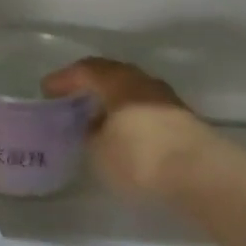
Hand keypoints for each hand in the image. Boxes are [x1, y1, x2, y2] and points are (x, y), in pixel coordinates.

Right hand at [43, 56, 207, 198]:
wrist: (199, 174)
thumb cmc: (139, 156)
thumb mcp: (99, 150)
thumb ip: (90, 134)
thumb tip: (92, 128)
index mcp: (119, 81)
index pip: (86, 70)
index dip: (64, 79)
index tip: (47, 90)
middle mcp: (144, 83)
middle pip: (112, 76)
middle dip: (91, 87)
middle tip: (72, 99)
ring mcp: (167, 101)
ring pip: (132, 94)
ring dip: (113, 103)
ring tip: (97, 119)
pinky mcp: (183, 122)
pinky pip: (146, 111)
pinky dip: (130, 118)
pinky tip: (123, 135)